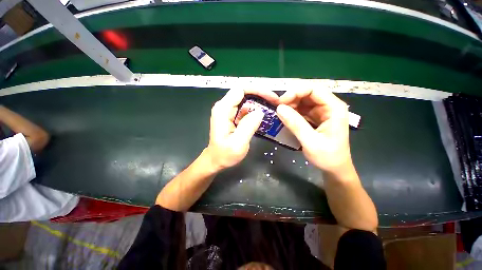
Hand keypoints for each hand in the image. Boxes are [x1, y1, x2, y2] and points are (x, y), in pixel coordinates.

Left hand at [205, 88, 278, 170]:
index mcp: (223, 109)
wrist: (216, 160)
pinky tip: (263, 113)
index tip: (272, 98)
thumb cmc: (225, 154)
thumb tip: (260, 111)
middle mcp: (223, 106)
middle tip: (275, 102)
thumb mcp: (238, 143)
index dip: (258, 90)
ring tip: (272, 106)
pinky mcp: (231, 115)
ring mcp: (227, 110)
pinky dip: (255, 108)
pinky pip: (245, 107)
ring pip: (245, 98)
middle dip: (261, 94)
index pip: (241, 89)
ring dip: (259, 100)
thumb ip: (248, 126)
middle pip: (244, 91)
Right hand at [276, 89, 351, 173]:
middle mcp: (329, 106)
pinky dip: (292, 112)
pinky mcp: (315, 118)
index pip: (314, 90)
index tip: (281, 102)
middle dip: (292, 99)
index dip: (296, 92)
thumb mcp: (310, 141)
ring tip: (280, 114)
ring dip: (291, 105)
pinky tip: (286, 118)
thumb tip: (279, 108)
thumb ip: (295, 124)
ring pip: (303, 101)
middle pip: (308, 93)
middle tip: (278, 109)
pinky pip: (302, 110)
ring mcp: (322, 112)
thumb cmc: (327, 157)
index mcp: (334, 108)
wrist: (334, 169)